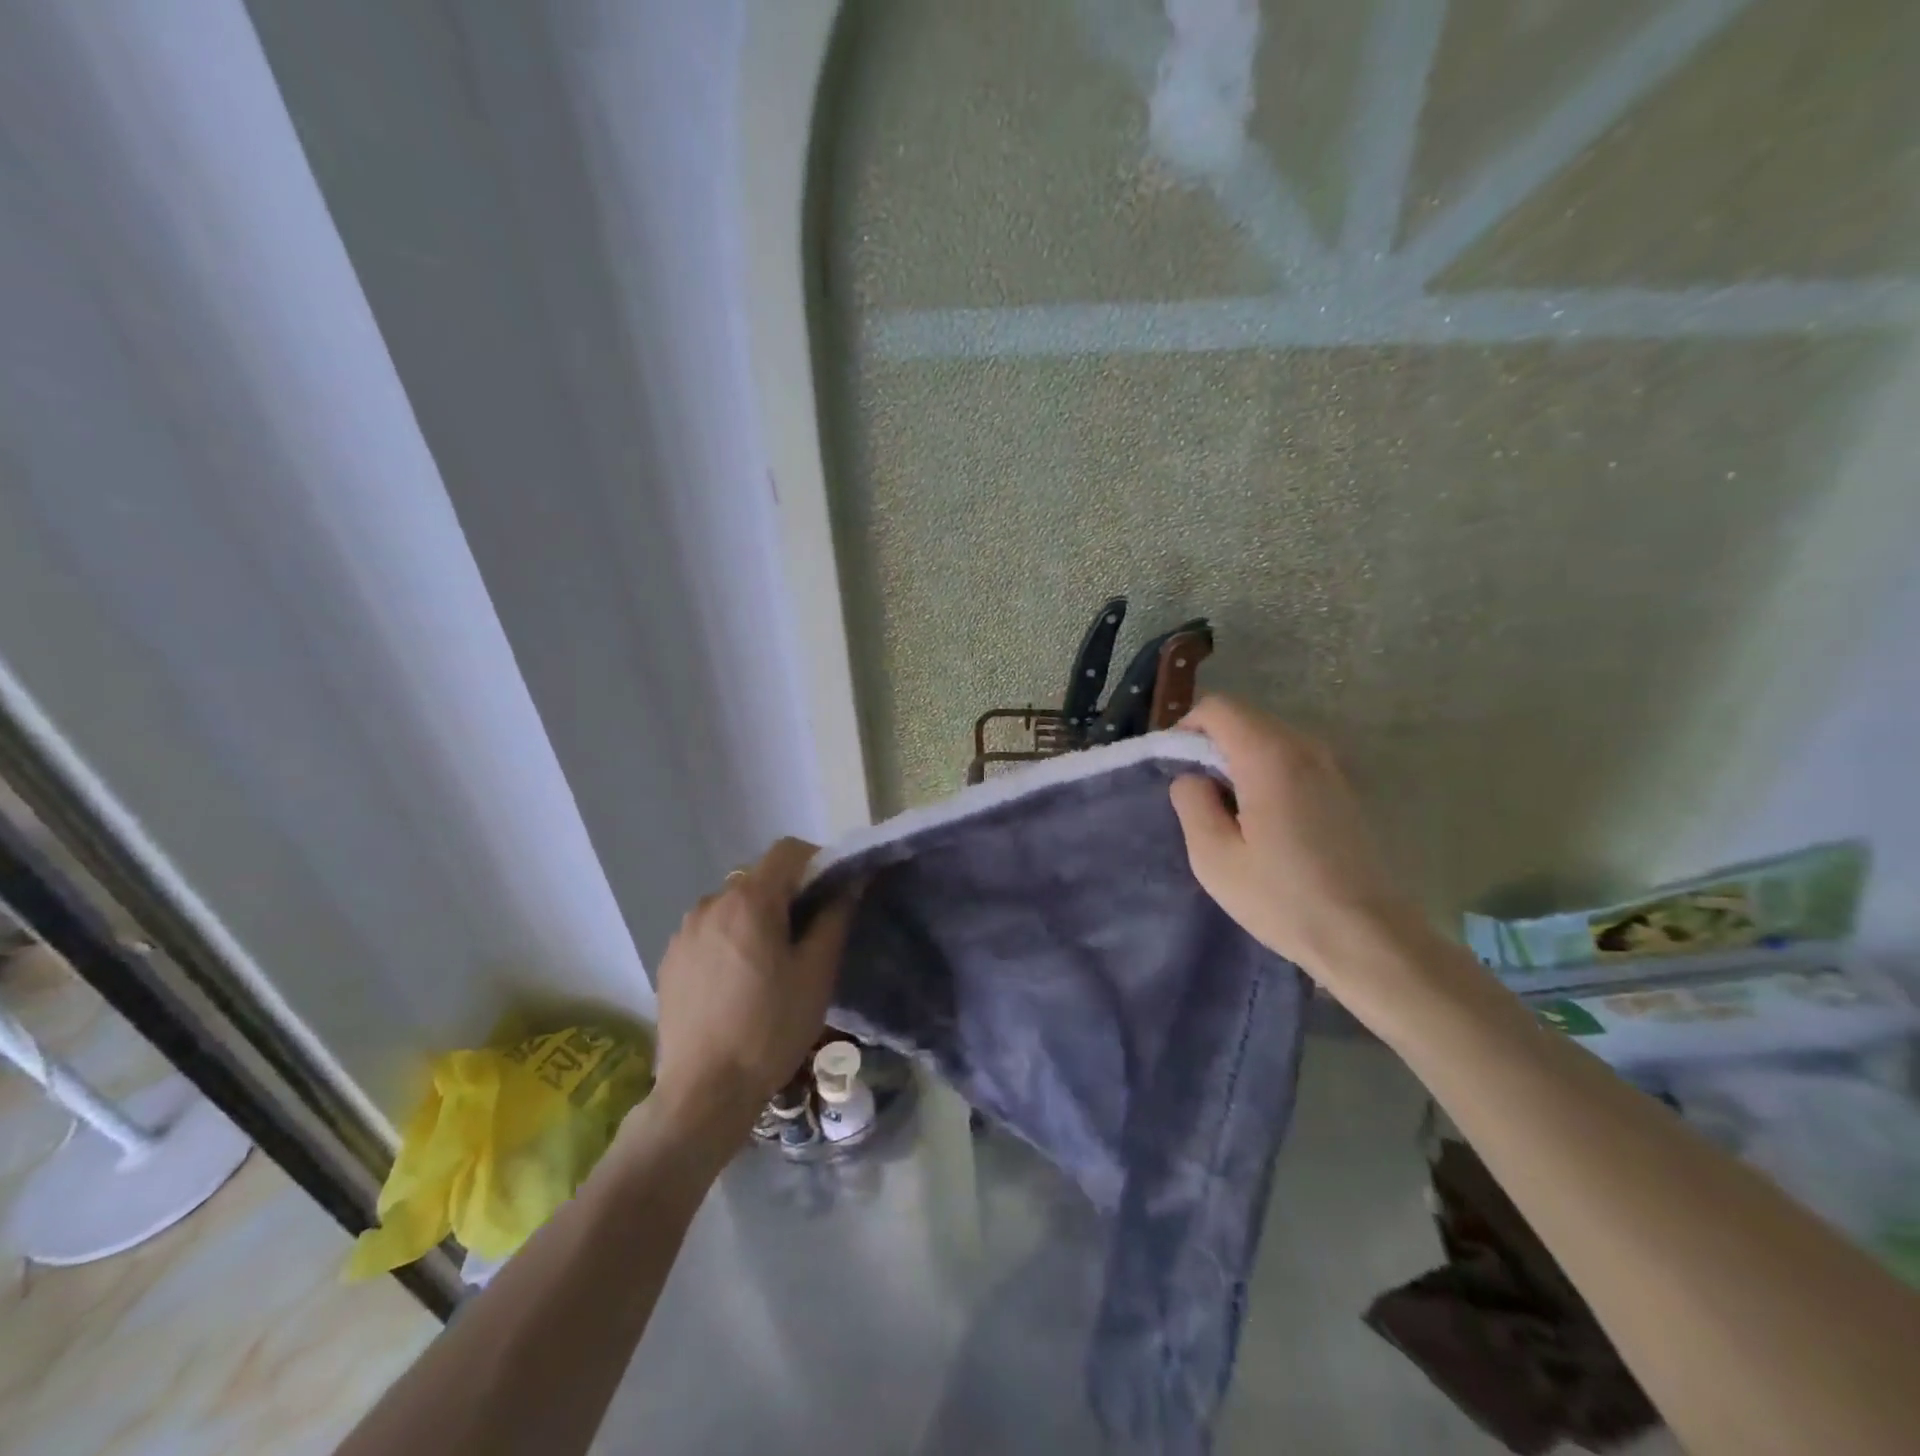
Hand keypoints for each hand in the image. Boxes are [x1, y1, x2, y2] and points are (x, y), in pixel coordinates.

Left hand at [649, 838, 857, 1132]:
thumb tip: (849, 882)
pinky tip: (737, 982)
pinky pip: (710, 930)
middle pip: (759, 877)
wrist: (704, 1092)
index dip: (817, 862)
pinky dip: (730, 939)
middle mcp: (711, 902)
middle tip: (806, 936)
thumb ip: (834, 917)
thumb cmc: (770, 1028)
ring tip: (769, 964)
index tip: (831, 894)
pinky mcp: (670, 958)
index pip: (788, 851)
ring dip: (756, 917)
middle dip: (787, 893)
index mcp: (750, 900)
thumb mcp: (816, 973)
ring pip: (732, 904)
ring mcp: (685, 931)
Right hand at [1169, 697, 1430, 980]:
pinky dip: (1265, 772)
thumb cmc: (1283, 898)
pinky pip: (1291, 759)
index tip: (1175, 770)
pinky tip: (1263, 821)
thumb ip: (1191, 802)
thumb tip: (1192, 777)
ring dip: (1238, 760)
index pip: (1217, 708)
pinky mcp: (1342, 788)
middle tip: (1197, 796)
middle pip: (1244, 718)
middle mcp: (1304, 747)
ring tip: (1227, 812)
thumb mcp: (1213, 857)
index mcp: (1269, 756)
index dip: (1186, 730)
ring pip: (1268, 738)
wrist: (1367, 936)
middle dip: (1211, 745)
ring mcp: (1330, 766)